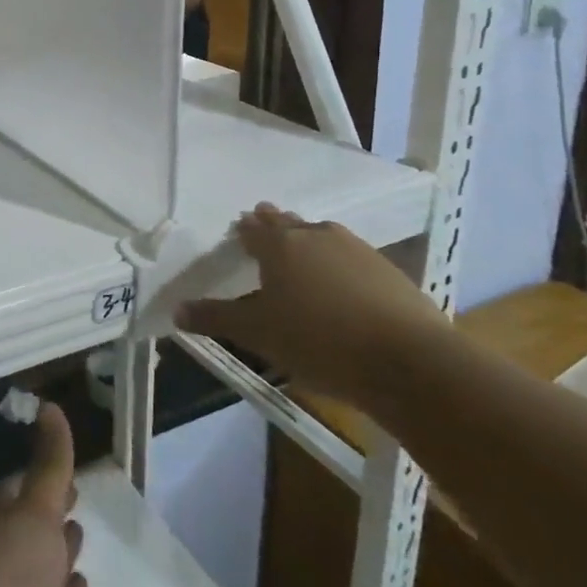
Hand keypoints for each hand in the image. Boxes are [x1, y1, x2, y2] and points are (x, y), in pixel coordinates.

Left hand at [0, 403, 88, 586]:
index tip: (62, 460)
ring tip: (78, 529)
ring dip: (63, 548)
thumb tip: (50, 405)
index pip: (26, 488)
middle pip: (38, 525)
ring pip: (52, 564)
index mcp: (3, 517)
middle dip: (54, 510)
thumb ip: (50, 461)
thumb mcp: (35, 504)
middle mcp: (15, 553)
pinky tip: (80, 584)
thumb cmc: (10, 569)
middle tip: (74, 492)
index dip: (45, 474)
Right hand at [175, 203, 446, 407]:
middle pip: (289, 224)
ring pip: (323, 235)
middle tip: (264, 227)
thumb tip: (176, 311)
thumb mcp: (257, 334)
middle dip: (274, 225)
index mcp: (280, 245)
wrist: (409, 362)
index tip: (239, 230)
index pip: (254, 229)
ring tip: (302, 251)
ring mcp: (357, 250)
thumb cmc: (318, 341)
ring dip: (308, 239)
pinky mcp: (389, 271)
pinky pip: (352, 256)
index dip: (244, 230)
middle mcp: (316, 236)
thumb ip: (215, 318)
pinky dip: (340, 262)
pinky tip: (342, 282)